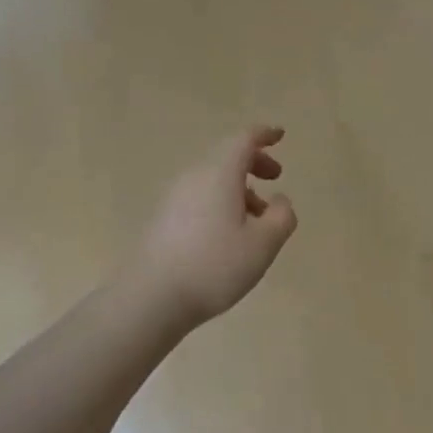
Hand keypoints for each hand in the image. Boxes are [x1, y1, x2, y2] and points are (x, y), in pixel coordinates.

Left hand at [126, 126, 297, 330]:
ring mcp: (173, 198)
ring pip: (212, 179)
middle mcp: (194, 177)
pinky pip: (199, 197)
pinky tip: (229, 233)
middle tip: (275, 176)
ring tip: (258, 216)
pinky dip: (221, 201)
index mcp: (219, 173)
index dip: (263, 134)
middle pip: (226, 156)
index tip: (279, 135)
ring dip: (239, 187)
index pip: (243, 140)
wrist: (150, 298)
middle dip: (253, 161)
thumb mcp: (263, 244)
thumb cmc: (214, 266)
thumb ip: (281, 217)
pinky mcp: (163, 219)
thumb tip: (280, 200)